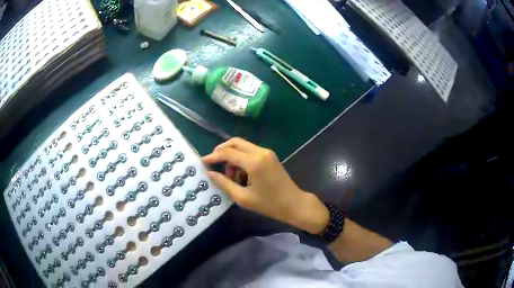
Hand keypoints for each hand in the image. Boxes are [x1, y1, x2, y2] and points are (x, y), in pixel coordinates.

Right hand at [203, 138, 328, 233]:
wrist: (294, 204)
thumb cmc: (269, 204)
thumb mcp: (243, 197)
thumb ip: (224, 183)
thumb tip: (210, 173)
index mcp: (254, 162)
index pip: (228, 153)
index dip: (213, 156)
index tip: (203, 162)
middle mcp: (260, 152)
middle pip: (235, 142)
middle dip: (221, 151)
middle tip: (213, 163)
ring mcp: (267, 152)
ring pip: (242, 146)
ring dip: (232, 156)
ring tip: (230, 176)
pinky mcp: (270, 156)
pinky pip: (250, 151)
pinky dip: (241, 158)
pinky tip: (241, 174)